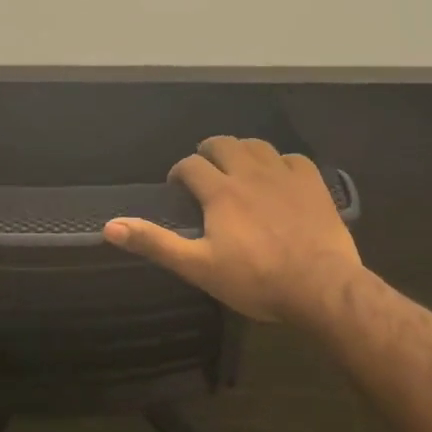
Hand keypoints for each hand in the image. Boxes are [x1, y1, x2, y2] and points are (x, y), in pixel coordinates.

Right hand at [103, 136, 370, 324]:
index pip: (190, 166)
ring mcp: (284, 174)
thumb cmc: (256, 280)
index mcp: (220, 191)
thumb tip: (110, 226)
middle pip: (223, 144)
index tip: (177, 188)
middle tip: (205, 171)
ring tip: (238, 168)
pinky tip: (279, 177)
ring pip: (256, 145)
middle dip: (208, 152)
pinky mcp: (313, 183)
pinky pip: (292, 158)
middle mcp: (249, 172)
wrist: (322, 287)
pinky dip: (280, 162)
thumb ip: (156, 243)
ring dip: (242, 151)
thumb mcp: (198, 267)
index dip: (179, 173)